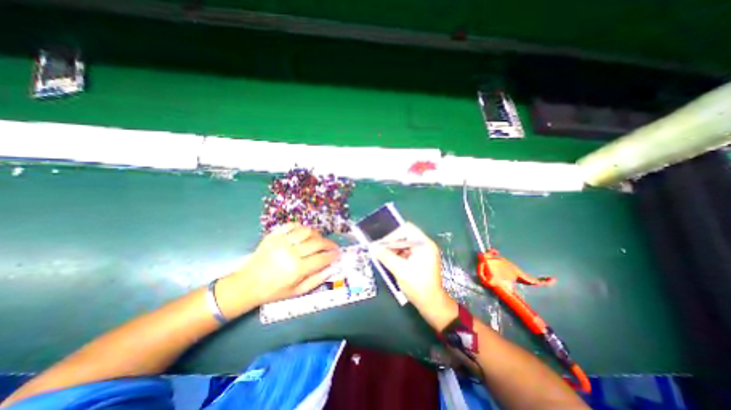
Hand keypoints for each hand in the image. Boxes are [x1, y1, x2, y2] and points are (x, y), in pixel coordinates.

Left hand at [217, 224, 340, 316]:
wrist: (247, 284)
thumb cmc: (274, 290)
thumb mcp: (297, 291)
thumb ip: (317, 280)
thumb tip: (332, 268)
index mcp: (297, 269)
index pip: (322, 258)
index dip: (333, 255)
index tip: (338, 254)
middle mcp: (290, 252)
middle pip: (317, 242)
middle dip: (329, 243)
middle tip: (333, 246)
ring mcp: (281, 241)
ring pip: (307, 231)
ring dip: (317, 234)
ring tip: (319, 240)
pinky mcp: (273, 235)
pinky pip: (292, 225)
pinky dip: (302, 228)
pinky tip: (304, 234)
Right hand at [372, 220, 454, 329]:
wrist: (432, 304)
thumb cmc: (418, 285)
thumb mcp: (399, 270)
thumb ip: (385, 256)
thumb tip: (373, 248)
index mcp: (424, 244)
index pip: (407, 229)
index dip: (393, 234)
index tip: (382, 243)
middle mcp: (425, 245)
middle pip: (406, 236)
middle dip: (392, 242)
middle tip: (380, 249)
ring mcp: (425, 252)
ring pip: (406, 244)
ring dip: (395, 249)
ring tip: (384, 256)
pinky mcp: (422, 260)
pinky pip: (408, 252)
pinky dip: (399, 254)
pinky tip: (391, 261)